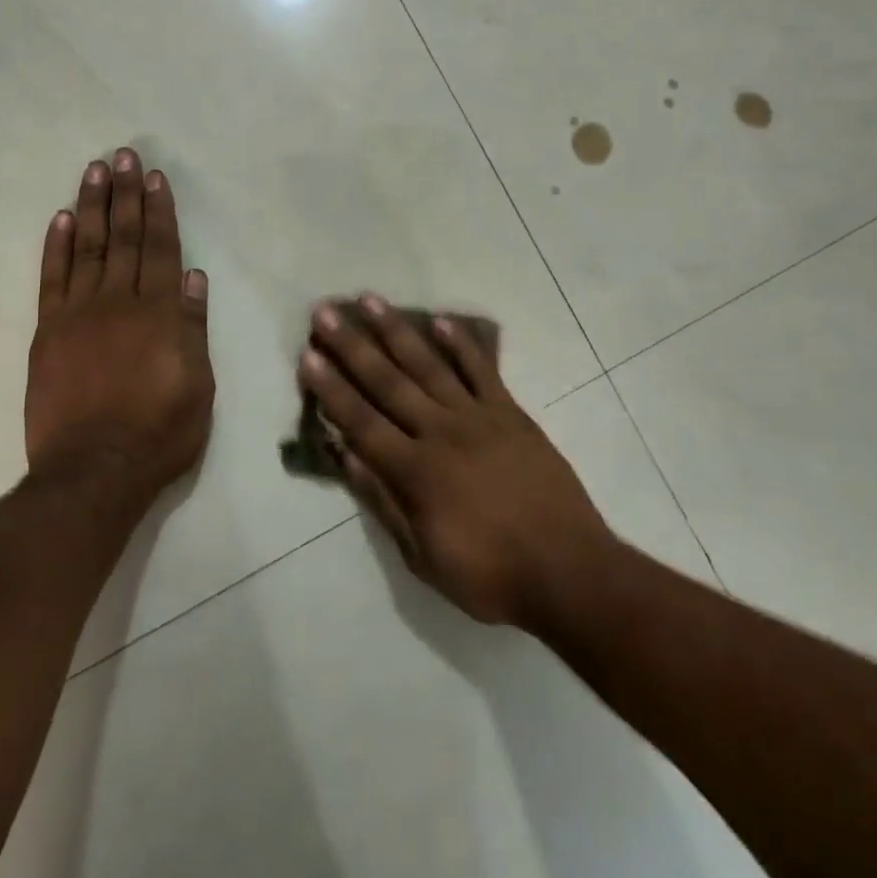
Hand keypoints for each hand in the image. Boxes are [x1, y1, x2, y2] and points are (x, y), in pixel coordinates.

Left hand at [23, 150, 214, 508]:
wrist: (93, 471)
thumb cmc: (159, 433)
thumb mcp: (198, 386)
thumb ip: (193, 329)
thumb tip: (194, 278)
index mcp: (160, 315)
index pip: (161, 250)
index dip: (160, 211)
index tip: (154, 177)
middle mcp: (119, 303)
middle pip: (124, 238)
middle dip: (125, 194)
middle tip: (122, 154)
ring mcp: (78, 315)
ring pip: (87, 248)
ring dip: (91, 207)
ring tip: (94, 171)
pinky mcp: (48, 333)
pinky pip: (52, 280)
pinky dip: (55, 247)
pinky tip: (59, 219)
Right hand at [298, 294, 613, 626]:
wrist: (569, 570)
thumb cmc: (490, 575)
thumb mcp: (424, 558)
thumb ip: (385, 503)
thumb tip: (348, 458)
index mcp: (416, 472)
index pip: (361, 422)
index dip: (331, 390)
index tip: (308, 357)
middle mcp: (441, 433)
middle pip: (388, 383)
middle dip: (352, 347)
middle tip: (325, 313)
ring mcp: (479, 418)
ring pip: (429, 366)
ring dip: (397, 332)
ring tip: (370, 302)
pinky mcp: (511, 414)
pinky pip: (482, 371)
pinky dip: (461, 344)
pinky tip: (440, 322)